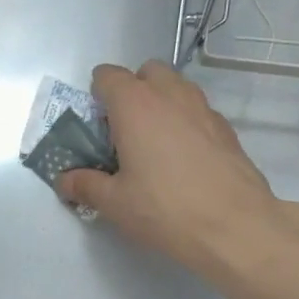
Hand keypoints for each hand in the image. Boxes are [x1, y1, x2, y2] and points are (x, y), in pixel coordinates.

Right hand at [59, 61, 298, 281]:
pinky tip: (183, 161)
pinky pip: (197, 112)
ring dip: (161, 103)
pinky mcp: (226, 129)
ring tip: (154, 145)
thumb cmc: (163, 209)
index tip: (95, 125)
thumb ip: (85, 185)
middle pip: (147, 72)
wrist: (234, 226)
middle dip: (133, 90)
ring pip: (177, 88)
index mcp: (135, 105)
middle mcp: (170, 95)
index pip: (108, 76)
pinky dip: (185, 124)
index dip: (97, 95)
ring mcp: (203, 108)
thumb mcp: (114, 203)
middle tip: (124, 131)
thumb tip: (65, 181)